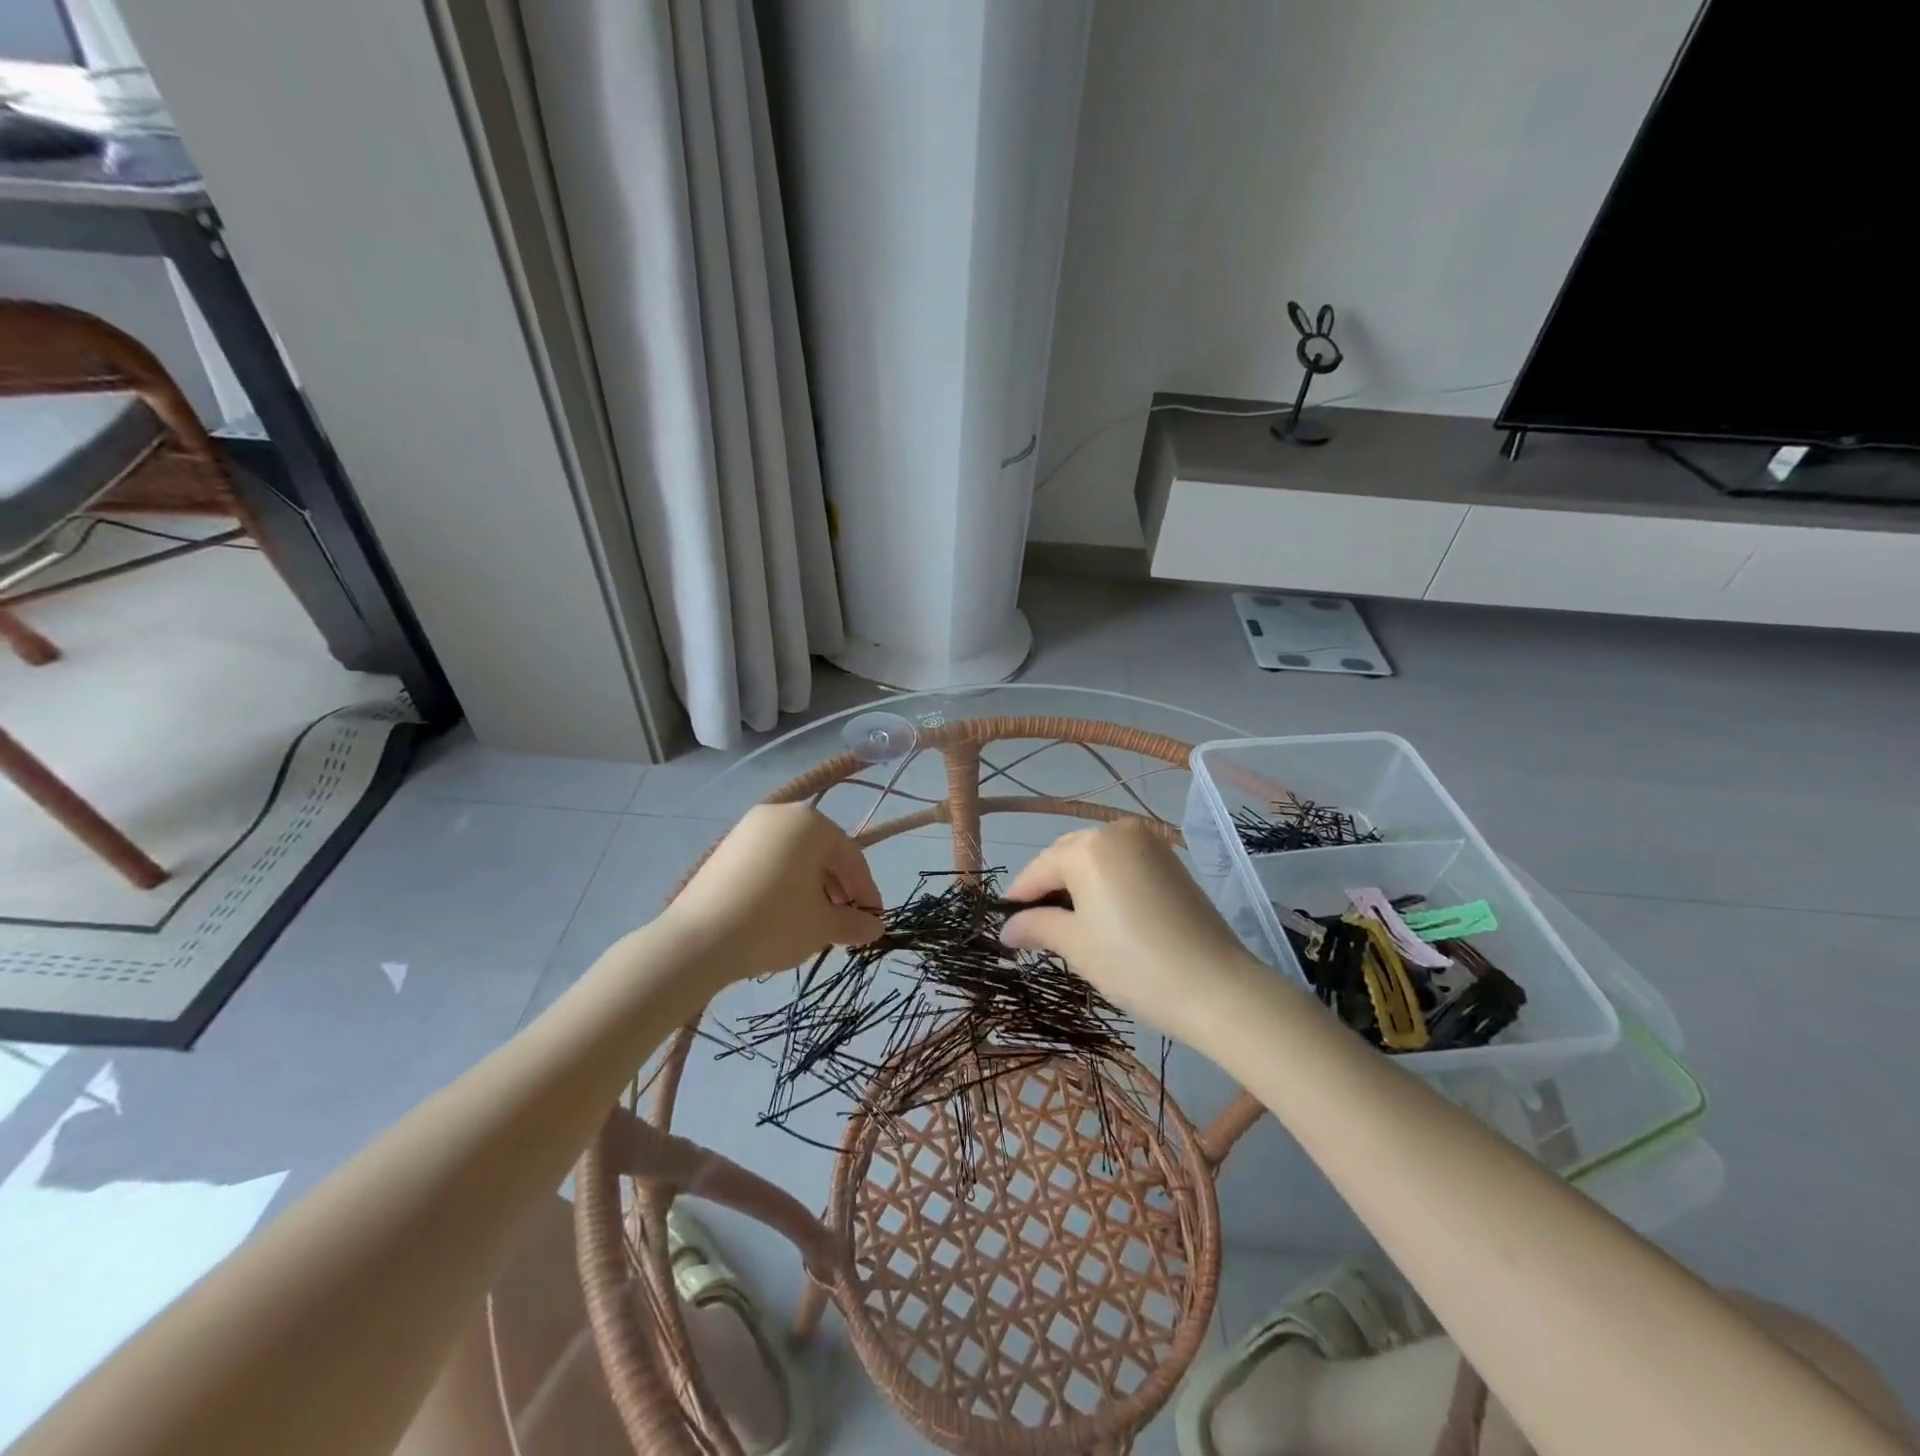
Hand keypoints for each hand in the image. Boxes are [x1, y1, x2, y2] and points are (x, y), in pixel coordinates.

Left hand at [662, 804, 882, 983]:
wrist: (697, 941)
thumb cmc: (773, 924)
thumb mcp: (822, 926)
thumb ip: (855, 923)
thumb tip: (875, 928)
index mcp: (811, 823)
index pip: (852, 857)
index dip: (867, 891)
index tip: (874, 921)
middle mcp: (781, 814)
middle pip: (823, 852)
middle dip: (839, 889)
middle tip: (845, 923)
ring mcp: (749, 828)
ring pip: (796, 856)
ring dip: (814, 886)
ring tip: (816, 921)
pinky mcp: (727, 847)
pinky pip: (770, 860)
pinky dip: (785, 882)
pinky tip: (785, 913)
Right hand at [1001, 819, 1269, 1051]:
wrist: (1217, 987)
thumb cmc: (1133, 964)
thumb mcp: (1076, 945)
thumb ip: (1036, 927)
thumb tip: (1007, 929)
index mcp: (1088, 846)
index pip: (1039, 869)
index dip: (1018, 899)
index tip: (1005, 927)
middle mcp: (1117, 831)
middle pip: (1066, 857)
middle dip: (1048, 890)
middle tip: (1035, 930)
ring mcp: (1149, 843)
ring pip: (1095, 860)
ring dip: (1076, 886)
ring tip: (1069, 926)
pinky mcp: (1171, 861)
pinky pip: (1122, 865)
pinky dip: (1105, 884)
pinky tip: (1103, 916)